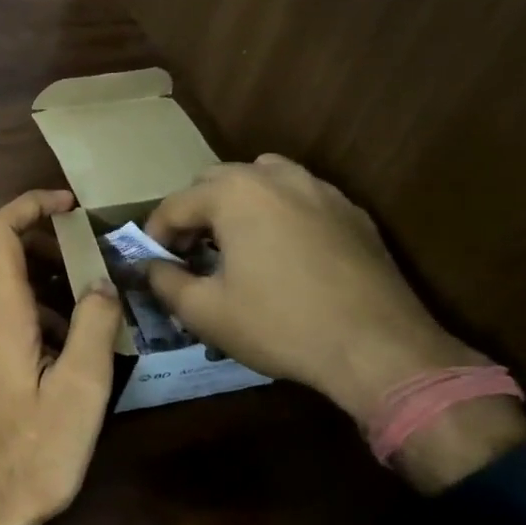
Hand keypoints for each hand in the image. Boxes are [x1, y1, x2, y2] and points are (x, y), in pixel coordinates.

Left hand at [0, 190, 122, 524]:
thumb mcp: (80, 392)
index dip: (29, 205)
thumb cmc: (30, 455)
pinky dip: (14, 305)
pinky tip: (52, 345)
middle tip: (71, 248)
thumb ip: (92, 328)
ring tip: (75, 301)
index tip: (69, 204)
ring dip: (21, 272)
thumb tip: (101, 284)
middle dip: (23, 232)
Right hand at [143, 156, 478, 431]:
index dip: (154, 235)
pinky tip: (282, 254)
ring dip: (237, 204)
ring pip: (262, 179)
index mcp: (234, 193)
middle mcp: (276, 177)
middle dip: (194, 213)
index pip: (174, 204)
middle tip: (189, 254)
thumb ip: (164, 281)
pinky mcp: (352, 213)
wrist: (376, 347)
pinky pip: (301, 198)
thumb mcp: (204, 312)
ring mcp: (320, 190)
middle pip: (216, 181)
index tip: (152, 264)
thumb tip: (149, 267)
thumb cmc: (279, 325)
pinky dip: (278, 214)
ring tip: (235, 244)